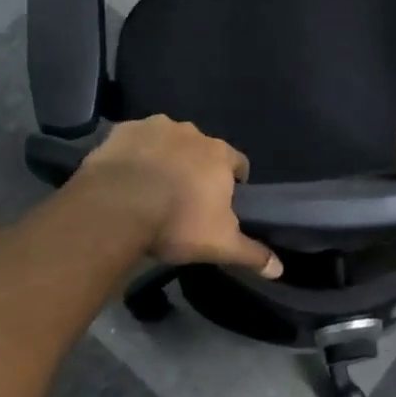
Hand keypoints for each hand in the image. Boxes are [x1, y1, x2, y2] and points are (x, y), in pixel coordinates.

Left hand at [75, 116, 281, 278]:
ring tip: (152, 186)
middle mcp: (191, 133)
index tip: (223, 201)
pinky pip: (135, 140)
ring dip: (165, 157)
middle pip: (201, 149)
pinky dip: (134, 153)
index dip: (233, 181)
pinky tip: (125, 176)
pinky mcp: (123, 130)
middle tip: (184, 197)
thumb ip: (251, 254)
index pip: (238, 162)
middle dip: (196, 167)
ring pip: (168, 140)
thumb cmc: (176, 222)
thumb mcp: (219, 245)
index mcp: (219, 155)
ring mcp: (155, 127)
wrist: (116, 207)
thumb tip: (279, 269)